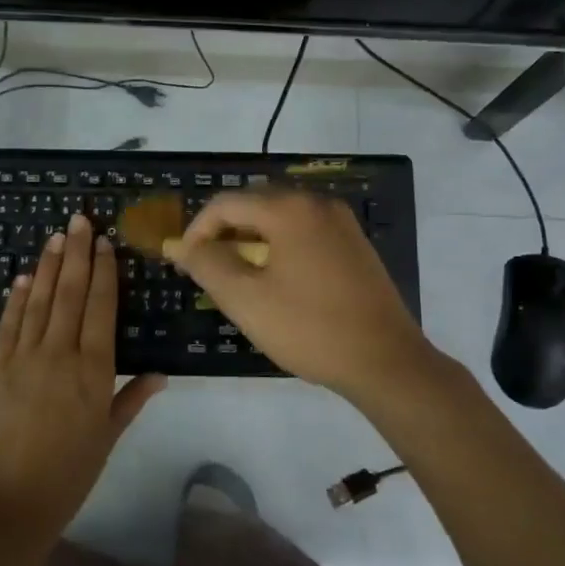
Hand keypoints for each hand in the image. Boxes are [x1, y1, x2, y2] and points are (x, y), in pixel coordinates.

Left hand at [0, 212, 165, 552]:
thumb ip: (132, 399)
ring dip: (48, 264)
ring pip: (39, 300)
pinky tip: (23, 276)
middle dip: (77, 253)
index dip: (104, 272)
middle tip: (80, 218)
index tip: (105, 243)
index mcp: (94, 370)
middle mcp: (60, 353)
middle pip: (70, 292)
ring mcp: (23, 357)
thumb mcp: (108, 437)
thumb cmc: (69, 474)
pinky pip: (9, 323)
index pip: (101, 307)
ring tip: (56, 236)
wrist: (9, 502)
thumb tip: (161, 373)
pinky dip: (16, 297)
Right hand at [172, 189, 438, 400]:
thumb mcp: (246, 299)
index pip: (226, 203)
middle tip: (209, 271)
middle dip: (225, 233)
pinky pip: (304, 232)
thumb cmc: (309, 328)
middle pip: (255, 204)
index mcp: (290, 209)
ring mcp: (342, 223)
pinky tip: (277, 282)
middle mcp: (317, 203)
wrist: (386, 361)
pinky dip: (280, 247)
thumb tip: (178, 245)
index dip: (197, 230)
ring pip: (280, 219)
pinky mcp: (355, 244)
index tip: (184, 263)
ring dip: (252, 241)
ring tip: (239, 279)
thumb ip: (206, 265)